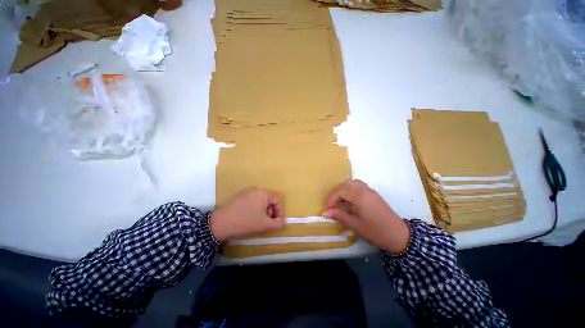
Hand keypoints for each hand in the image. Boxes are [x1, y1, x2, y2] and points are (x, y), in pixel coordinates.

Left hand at [210, 187, 285, 241]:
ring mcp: (247, 192)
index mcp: (263, 193)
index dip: (280, 212)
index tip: (277, 223)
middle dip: (272, 212)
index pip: (278, 200)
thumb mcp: (264, 224)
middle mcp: (256, 189)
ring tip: (259, 222)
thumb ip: (277, 224)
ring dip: (264, 212)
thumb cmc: (245, 222)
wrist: (219, 224)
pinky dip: (256, 209)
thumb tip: (281, 222)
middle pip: (270, 200)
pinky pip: (253, 201)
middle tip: (268, 223)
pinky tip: (251, 218)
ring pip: (262, 201)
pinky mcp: (240, 197)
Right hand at [323, 180, 409, 253]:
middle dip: (336, 193)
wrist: (399, 236)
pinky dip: (350, 190)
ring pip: (352, 183)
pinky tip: (350, 201)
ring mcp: (370, 190)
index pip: (340, 191)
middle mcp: (364, 190)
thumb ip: (340, 216)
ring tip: (340, 202)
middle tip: (333, 205)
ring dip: (343, 190)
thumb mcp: (356, 226)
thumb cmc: (377, 232)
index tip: (328, 210)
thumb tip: (326, 212)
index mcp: (360, 197)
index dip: (331, 199)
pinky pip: (358, 186)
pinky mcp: (373, 193)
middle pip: (345, 184)